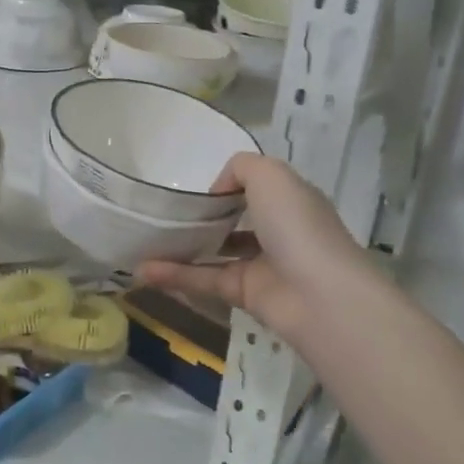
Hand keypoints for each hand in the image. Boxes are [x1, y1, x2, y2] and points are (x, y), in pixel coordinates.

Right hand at [136, 154, 377, 342]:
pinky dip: (174, 275)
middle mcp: (277, 231)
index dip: (228, 186)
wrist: (319, 295)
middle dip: (202, 217)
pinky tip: (144, 270)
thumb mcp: (270, 175)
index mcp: (289, 200)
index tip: (195, 188)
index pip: (257, 188)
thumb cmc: (296, 225)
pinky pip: (204, 280)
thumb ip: (240, 168)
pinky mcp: (243, 294)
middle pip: (235, 221)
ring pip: (214, 252)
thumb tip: (217, 192)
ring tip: (144, 241)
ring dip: (180, 248)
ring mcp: (260, 265)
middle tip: (163, 213)